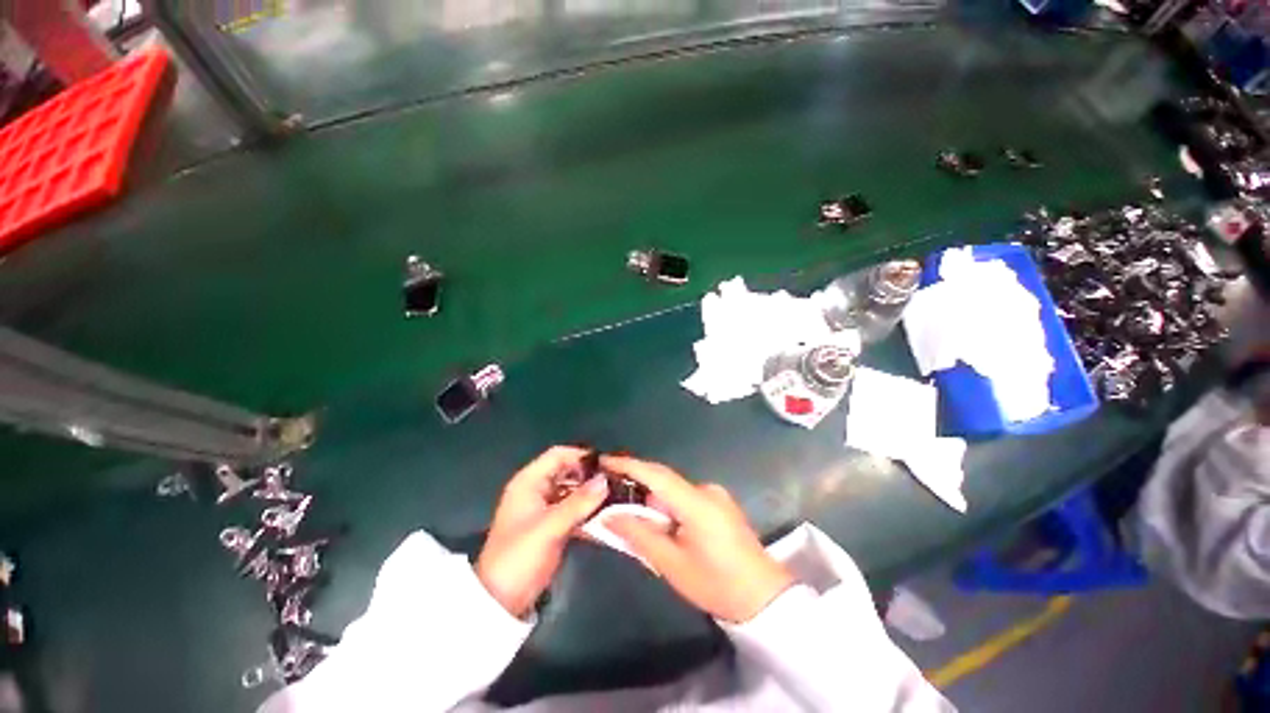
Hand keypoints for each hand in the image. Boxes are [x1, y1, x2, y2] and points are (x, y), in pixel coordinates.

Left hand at [476, 447, 609, 618]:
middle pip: (567, 471)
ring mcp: (544, 507)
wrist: (501, 601)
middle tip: (615, 481)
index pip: (557, 455)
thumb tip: (605, 479)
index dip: (581, 456)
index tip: (606, 464)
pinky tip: (605, 514)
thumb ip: (579, 502)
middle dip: (589, 475)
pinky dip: (587, 509)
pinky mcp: (552, 524)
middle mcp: (537, 489)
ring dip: (590, 492)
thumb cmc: (520, 556)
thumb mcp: (550, 527)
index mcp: (528, 482)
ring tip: (615, 496)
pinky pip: (573, 508)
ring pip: (572, 490)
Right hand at [600, 455, 793, 623]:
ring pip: (674, 489)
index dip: (628, 465)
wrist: (764, 598)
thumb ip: (639, 535)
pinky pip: (685, 496)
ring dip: (652, 495)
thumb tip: (609, 515)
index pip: (656, 474)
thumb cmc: (717, 585)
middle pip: (664, 479)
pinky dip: (667, 503)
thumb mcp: (672, 564)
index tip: (603, 461)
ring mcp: (716, 495)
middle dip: (636, 480)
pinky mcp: (719, 504)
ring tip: (628, 508)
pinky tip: (658, 520)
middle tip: (609, 488)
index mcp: (696, 502)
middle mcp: (706, 490)